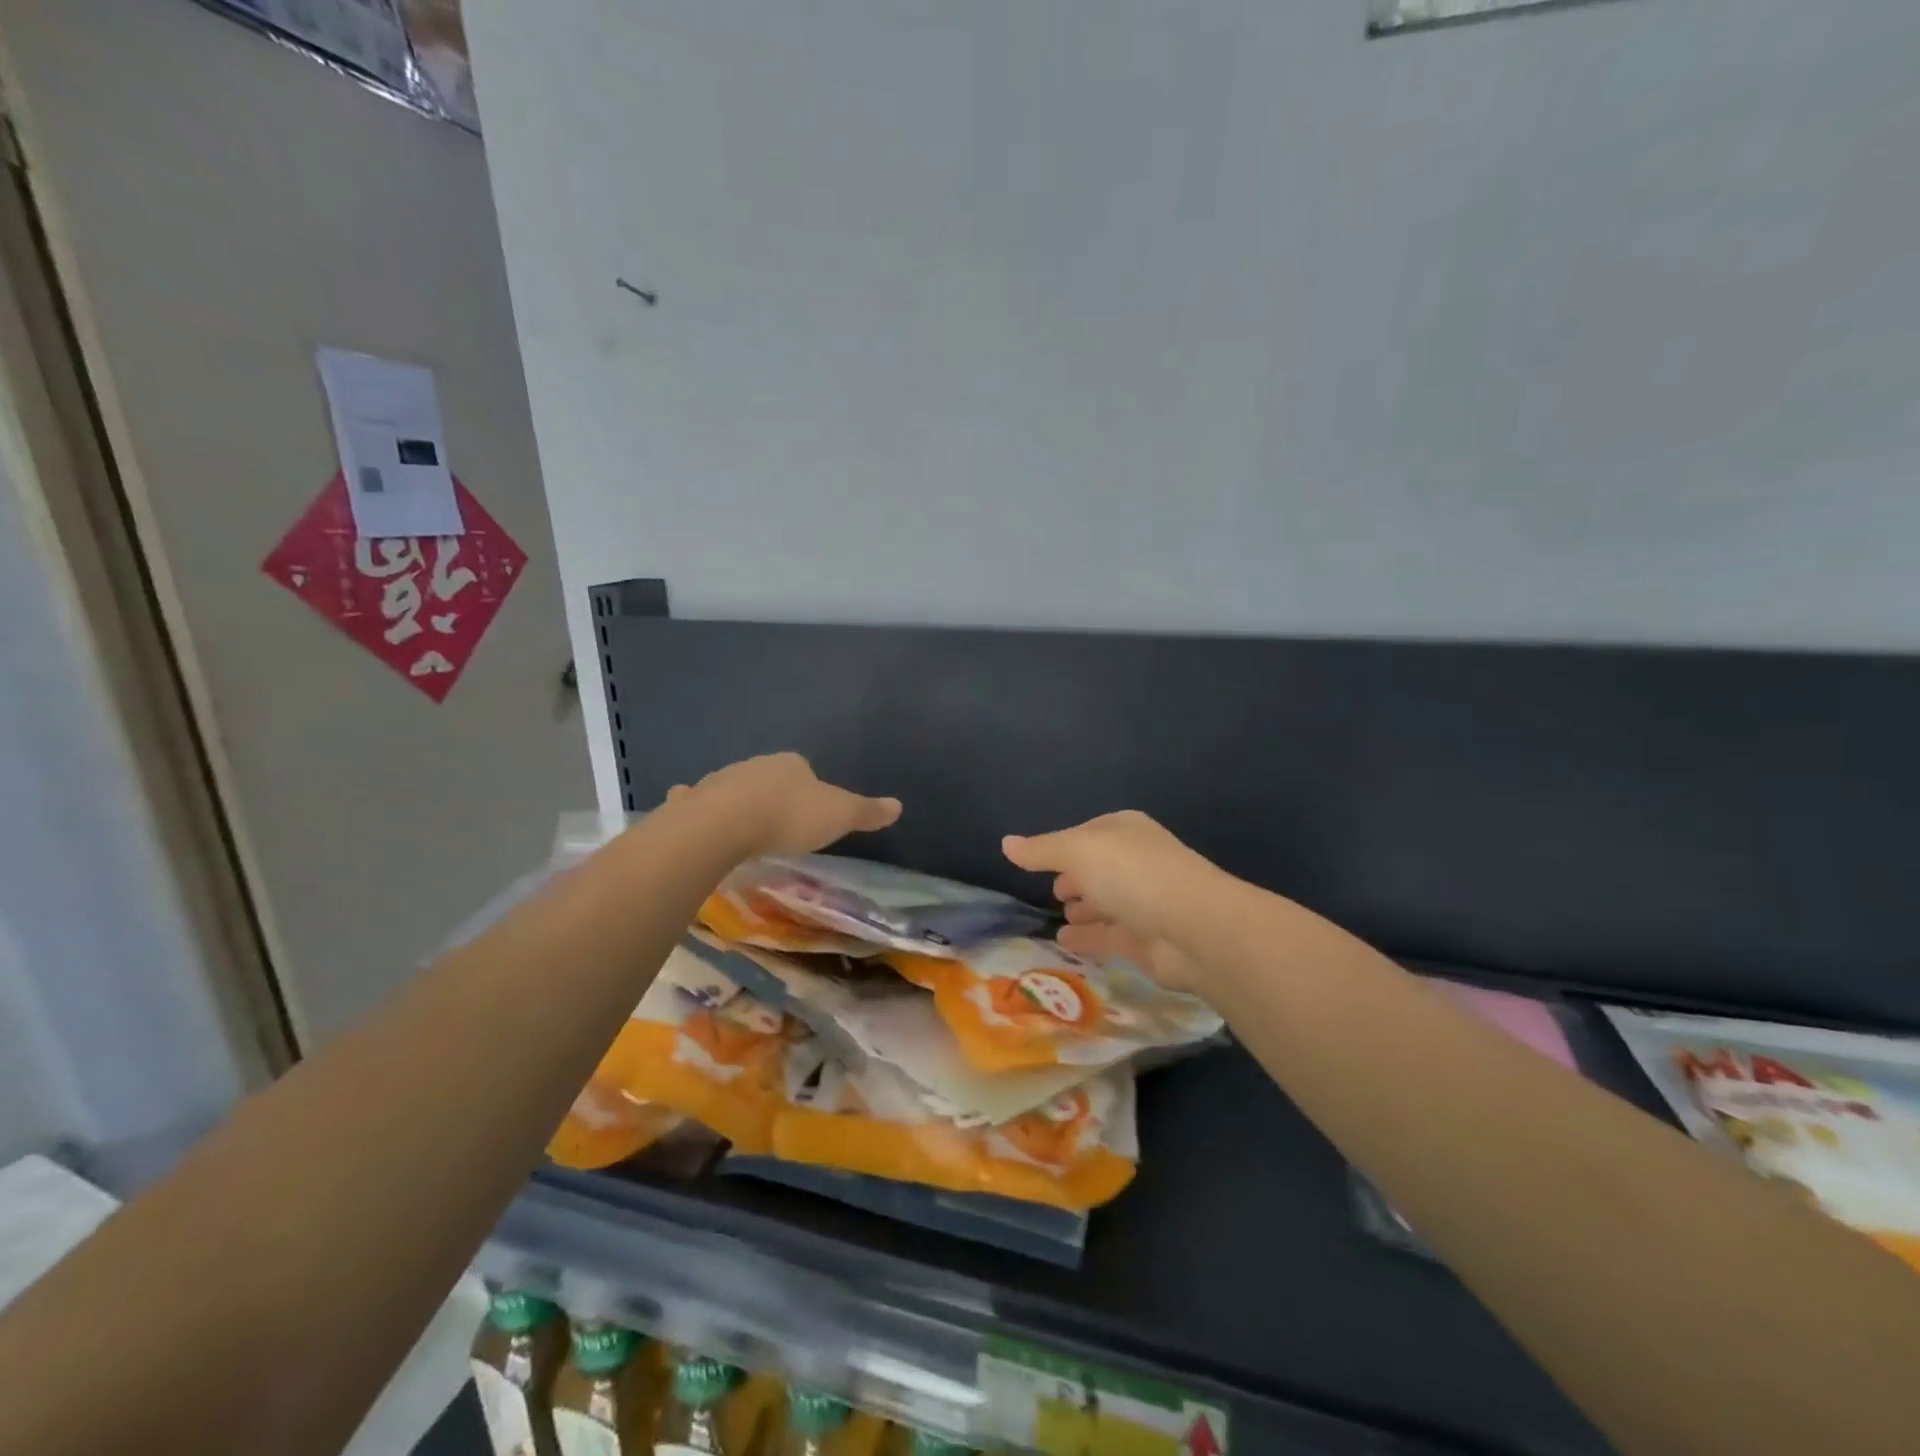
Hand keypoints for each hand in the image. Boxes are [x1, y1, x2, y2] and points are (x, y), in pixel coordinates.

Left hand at [674, 753, 900, 857]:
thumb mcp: (839, 815)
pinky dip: (696, 805)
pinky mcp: (694, 802)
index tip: (810, 811)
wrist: (727, 824)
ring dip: (738, 801)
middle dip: (773, 794)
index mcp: (791, 764)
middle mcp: (756, 765)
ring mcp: (721, 780)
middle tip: (779, 823)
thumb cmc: (789, 817)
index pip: (803, 769)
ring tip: (744, 827)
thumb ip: (867, 812)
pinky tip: (695, 817)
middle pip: (768, 777)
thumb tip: (899, 805)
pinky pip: (696, 801)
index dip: (808, 788)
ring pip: (734, 788)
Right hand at [1003, 811, 1223, 993]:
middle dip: (1076, 877)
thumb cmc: (1132, 874)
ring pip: (1106, 902)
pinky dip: (1088, 936)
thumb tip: (1005, 843)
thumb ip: (1040, 850)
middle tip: (1054, 891)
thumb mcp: (1077, 851)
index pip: (1086, 834)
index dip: (1062, 846)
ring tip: (1060, 914)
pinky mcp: (1146, 940)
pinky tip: (1064, 941)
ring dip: (1084, 907)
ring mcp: (1144, 902)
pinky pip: (1109, 934)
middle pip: (1098, 868)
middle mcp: (1136, 862)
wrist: (1193, 927)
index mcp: (1124, 831)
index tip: (1039, 861)